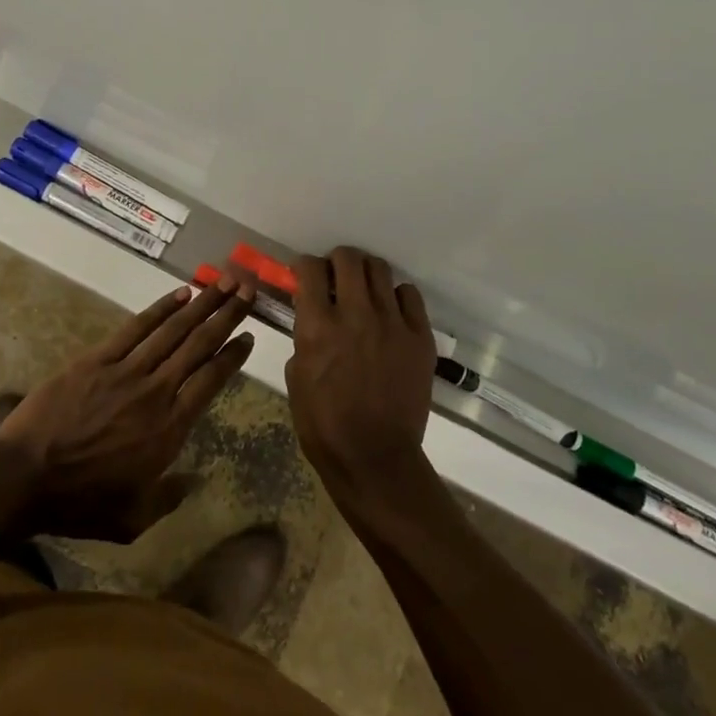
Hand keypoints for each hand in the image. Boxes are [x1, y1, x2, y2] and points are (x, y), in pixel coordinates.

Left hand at [0, 276, 256, 539]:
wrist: (23, 477)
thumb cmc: (79, 503)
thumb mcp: (132, 519)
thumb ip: (168, 498)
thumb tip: (192, 480)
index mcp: (169, 429)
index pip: (211, 381)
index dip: (233, 356)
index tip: (250, 335)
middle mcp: (156, 391)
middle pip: (199, 345)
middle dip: (227, 316)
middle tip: (248, 291)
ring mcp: (126, 371)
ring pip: (173, 330)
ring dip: (202, 303)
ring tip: (224, 282)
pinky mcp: (97, 359)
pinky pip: (136, 328)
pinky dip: (161, 309)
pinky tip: (180, 294)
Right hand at [286, 247, 437, 499]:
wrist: (375, 457)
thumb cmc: (324, 424)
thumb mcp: (296, 377)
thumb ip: (305, 337)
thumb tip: (313, 318)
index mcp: (318, 326)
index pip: (310, 268)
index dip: (305, 266)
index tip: (305, 274)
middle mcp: (356, 314)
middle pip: (349, 258)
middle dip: (337, 261)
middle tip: (335, 277)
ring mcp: (393, 323)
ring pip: (380, 269)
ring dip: (366, 274)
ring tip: (363, 290)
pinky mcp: (420, 337)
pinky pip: (409, 294)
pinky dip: (396, 296)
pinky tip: (390, 312)